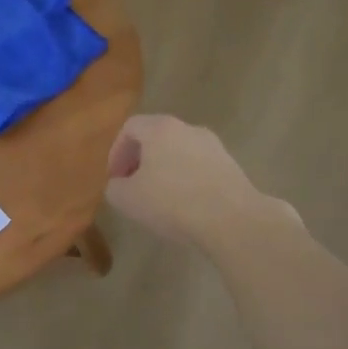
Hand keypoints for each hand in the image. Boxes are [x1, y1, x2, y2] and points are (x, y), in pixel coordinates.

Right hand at [104, 113, 291, 245]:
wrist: (232, 220)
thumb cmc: (172, 202)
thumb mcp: (127, 199)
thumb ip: (115, 187)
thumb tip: (120, 185)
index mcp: (160, 128)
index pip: (130, 127)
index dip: (116, 151)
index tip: (115, 177)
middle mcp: (188, 129)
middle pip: (156, 137)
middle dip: (140, 160)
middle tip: (133, 186)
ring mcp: (214, 146)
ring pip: (180, 152)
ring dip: (165, 171)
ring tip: (159, 199)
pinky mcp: (231, 166)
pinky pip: (199, 168)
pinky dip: (187, 180)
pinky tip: (185, 206)